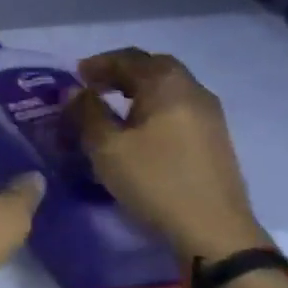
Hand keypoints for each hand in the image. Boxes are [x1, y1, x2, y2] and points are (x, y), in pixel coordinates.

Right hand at [64, 48, 270, 264]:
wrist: (213, 230)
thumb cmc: (154, 181)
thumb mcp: (106, 147)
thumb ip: (87, 112)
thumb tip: (74, 90)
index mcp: (167, 85)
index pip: (129, 58)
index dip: (99, 63)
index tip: (74, 75)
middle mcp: (193, 91)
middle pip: (154, 67)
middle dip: (121, 72)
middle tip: (93, 86)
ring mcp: (209, 115)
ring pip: (168, 88)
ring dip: (138, 89)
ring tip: (111, 106)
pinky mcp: (213, 138)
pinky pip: (177, 107)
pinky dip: (152, 106)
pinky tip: (138, 128)